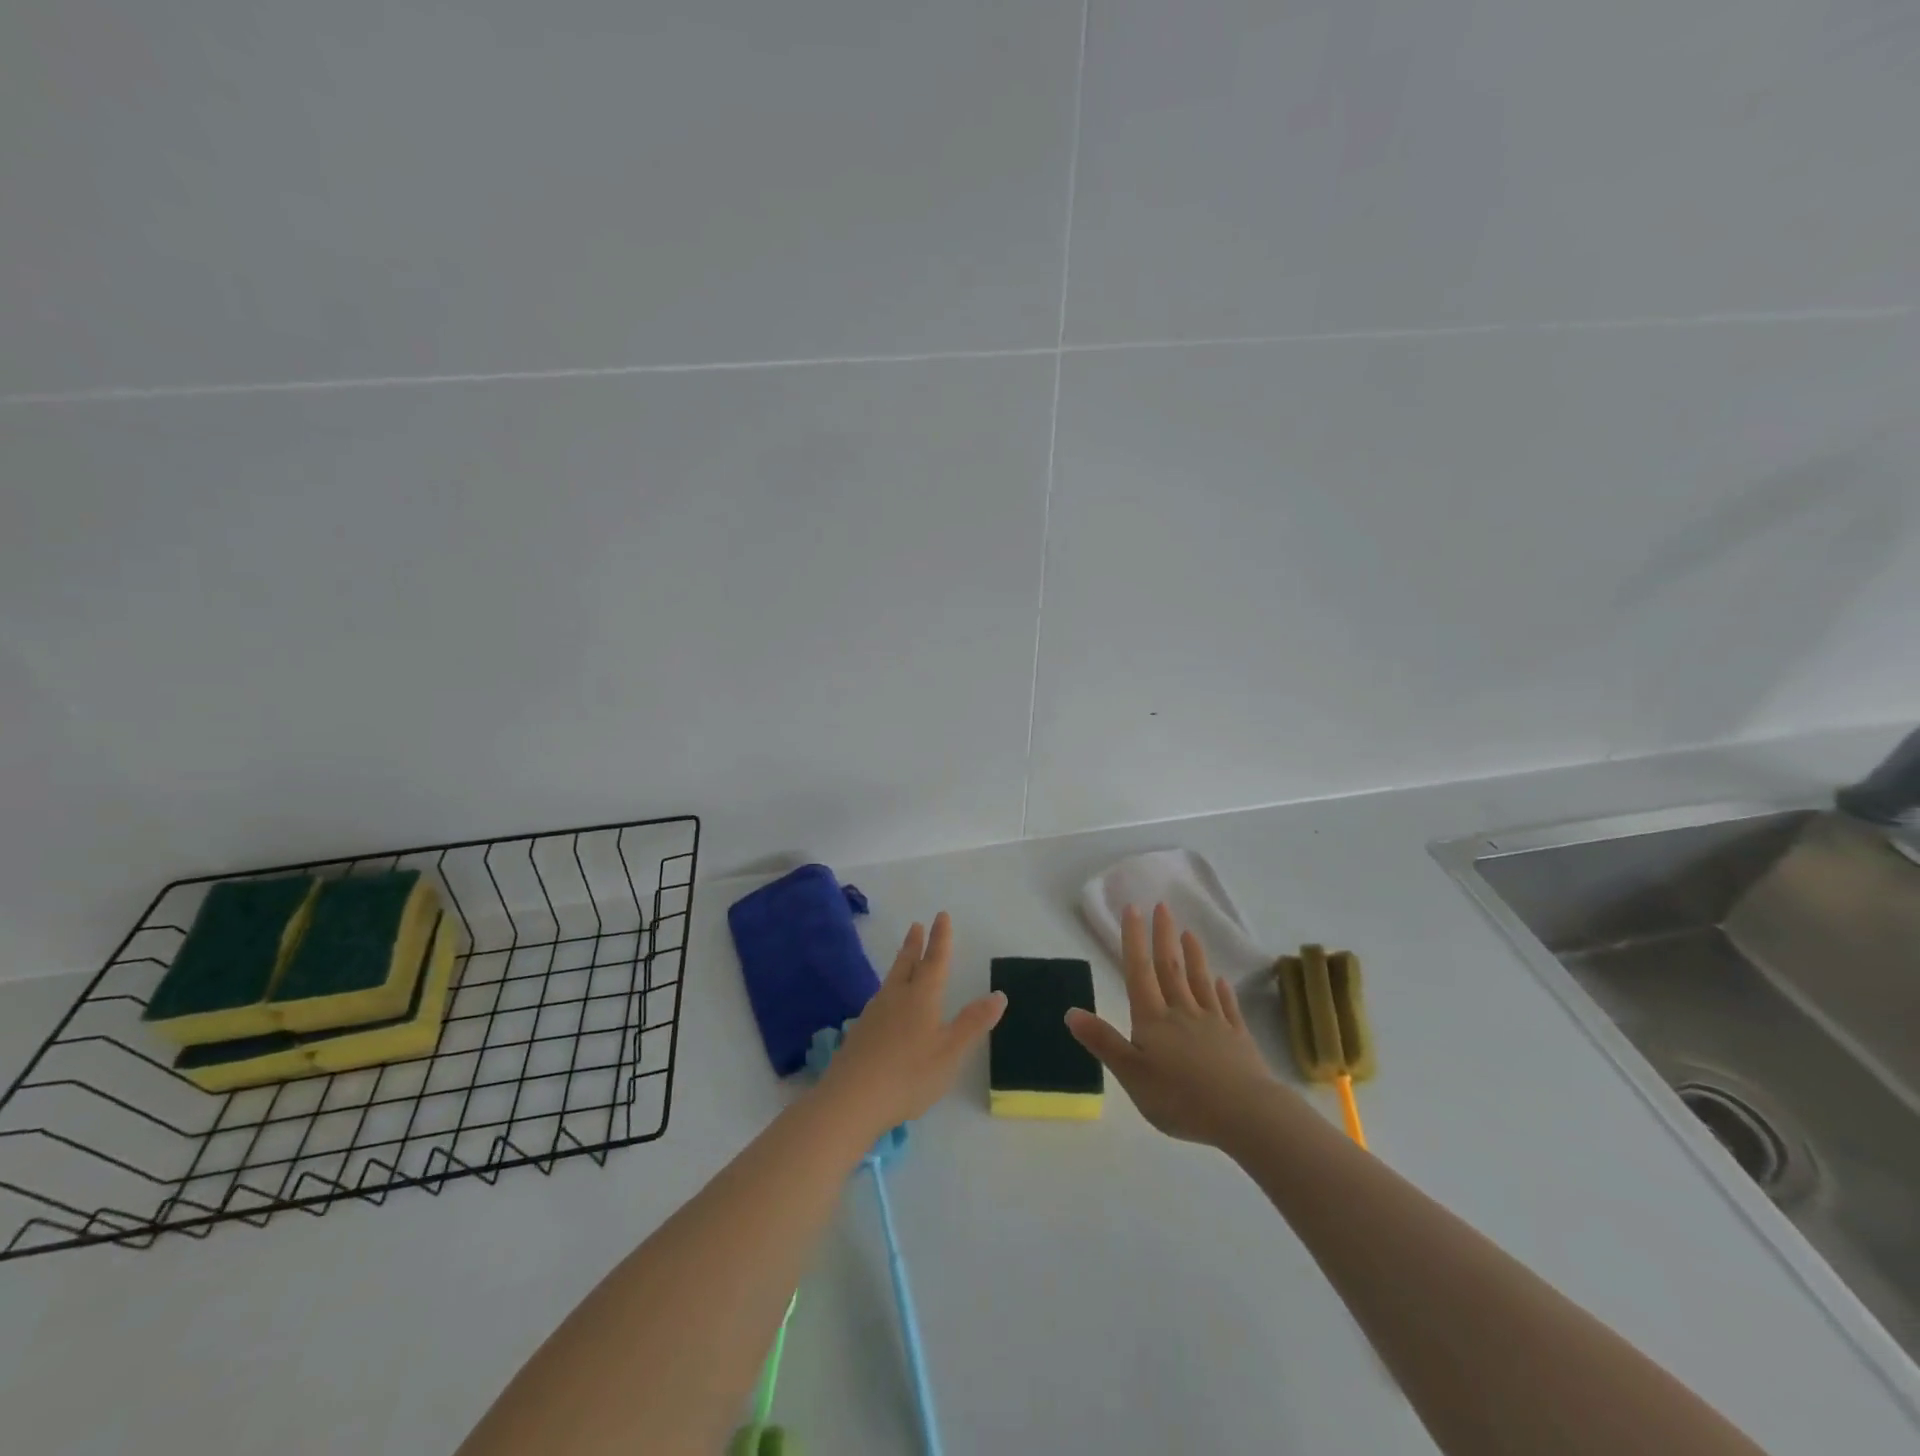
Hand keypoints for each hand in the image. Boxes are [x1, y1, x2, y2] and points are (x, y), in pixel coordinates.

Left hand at [817, 912, 1005, 1137]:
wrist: (852, 1098)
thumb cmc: (910, 1074)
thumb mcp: (951, 1051)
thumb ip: (974, 1022)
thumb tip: (999, 994)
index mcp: (922, 997)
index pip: (935, 960)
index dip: (941, 938)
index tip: (941, 916)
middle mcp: (897, 996)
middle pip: (907, 963)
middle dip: (915, 944)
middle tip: (917, 925)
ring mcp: (874, 1013)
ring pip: (891, 978)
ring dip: (901, 962)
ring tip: (904, 956)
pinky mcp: (861, 1031)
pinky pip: (880, 997)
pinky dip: (889, 987)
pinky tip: (887, 1000)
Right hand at [1067, 903, 1279, 1146]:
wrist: (1244, 1114)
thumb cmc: (1179, 1097)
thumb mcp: (1130, 1074)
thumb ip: (1103, 1041)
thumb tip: (1070, 1011)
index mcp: (1153, 1019)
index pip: (1139, 971)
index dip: (1133, 939)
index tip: (1133, 908)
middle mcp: (1182, 1012)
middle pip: (1170, 968)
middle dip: (1164, 936)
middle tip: (1162, 906)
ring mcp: (1213, 1024)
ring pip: (1200, 982)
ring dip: (1194, 957)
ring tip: (1190, 933)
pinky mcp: (1238, 1040)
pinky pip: (1228, 1008)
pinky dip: (1224, 992)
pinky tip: (1223, 981)